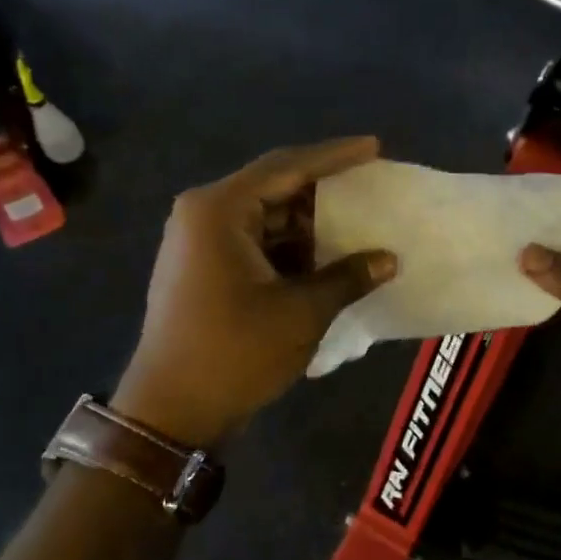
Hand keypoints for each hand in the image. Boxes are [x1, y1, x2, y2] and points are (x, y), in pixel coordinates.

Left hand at [114, 138, 396, 447]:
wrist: (171, 413)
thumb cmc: (235, 353)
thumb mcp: (301, 312)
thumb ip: (348, 277)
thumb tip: (389, 259)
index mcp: (220, 210)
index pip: (287, 167)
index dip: (335, 156)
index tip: (373, 147)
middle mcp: (204, 215)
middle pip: (275, 188)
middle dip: (324, 192)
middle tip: (371, 187)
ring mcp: (200, 243)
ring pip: (267, 219)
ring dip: (310, 225)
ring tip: (359, 225)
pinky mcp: (204, 269)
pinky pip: (256, 244)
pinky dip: (290, 249)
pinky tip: (327, 258)